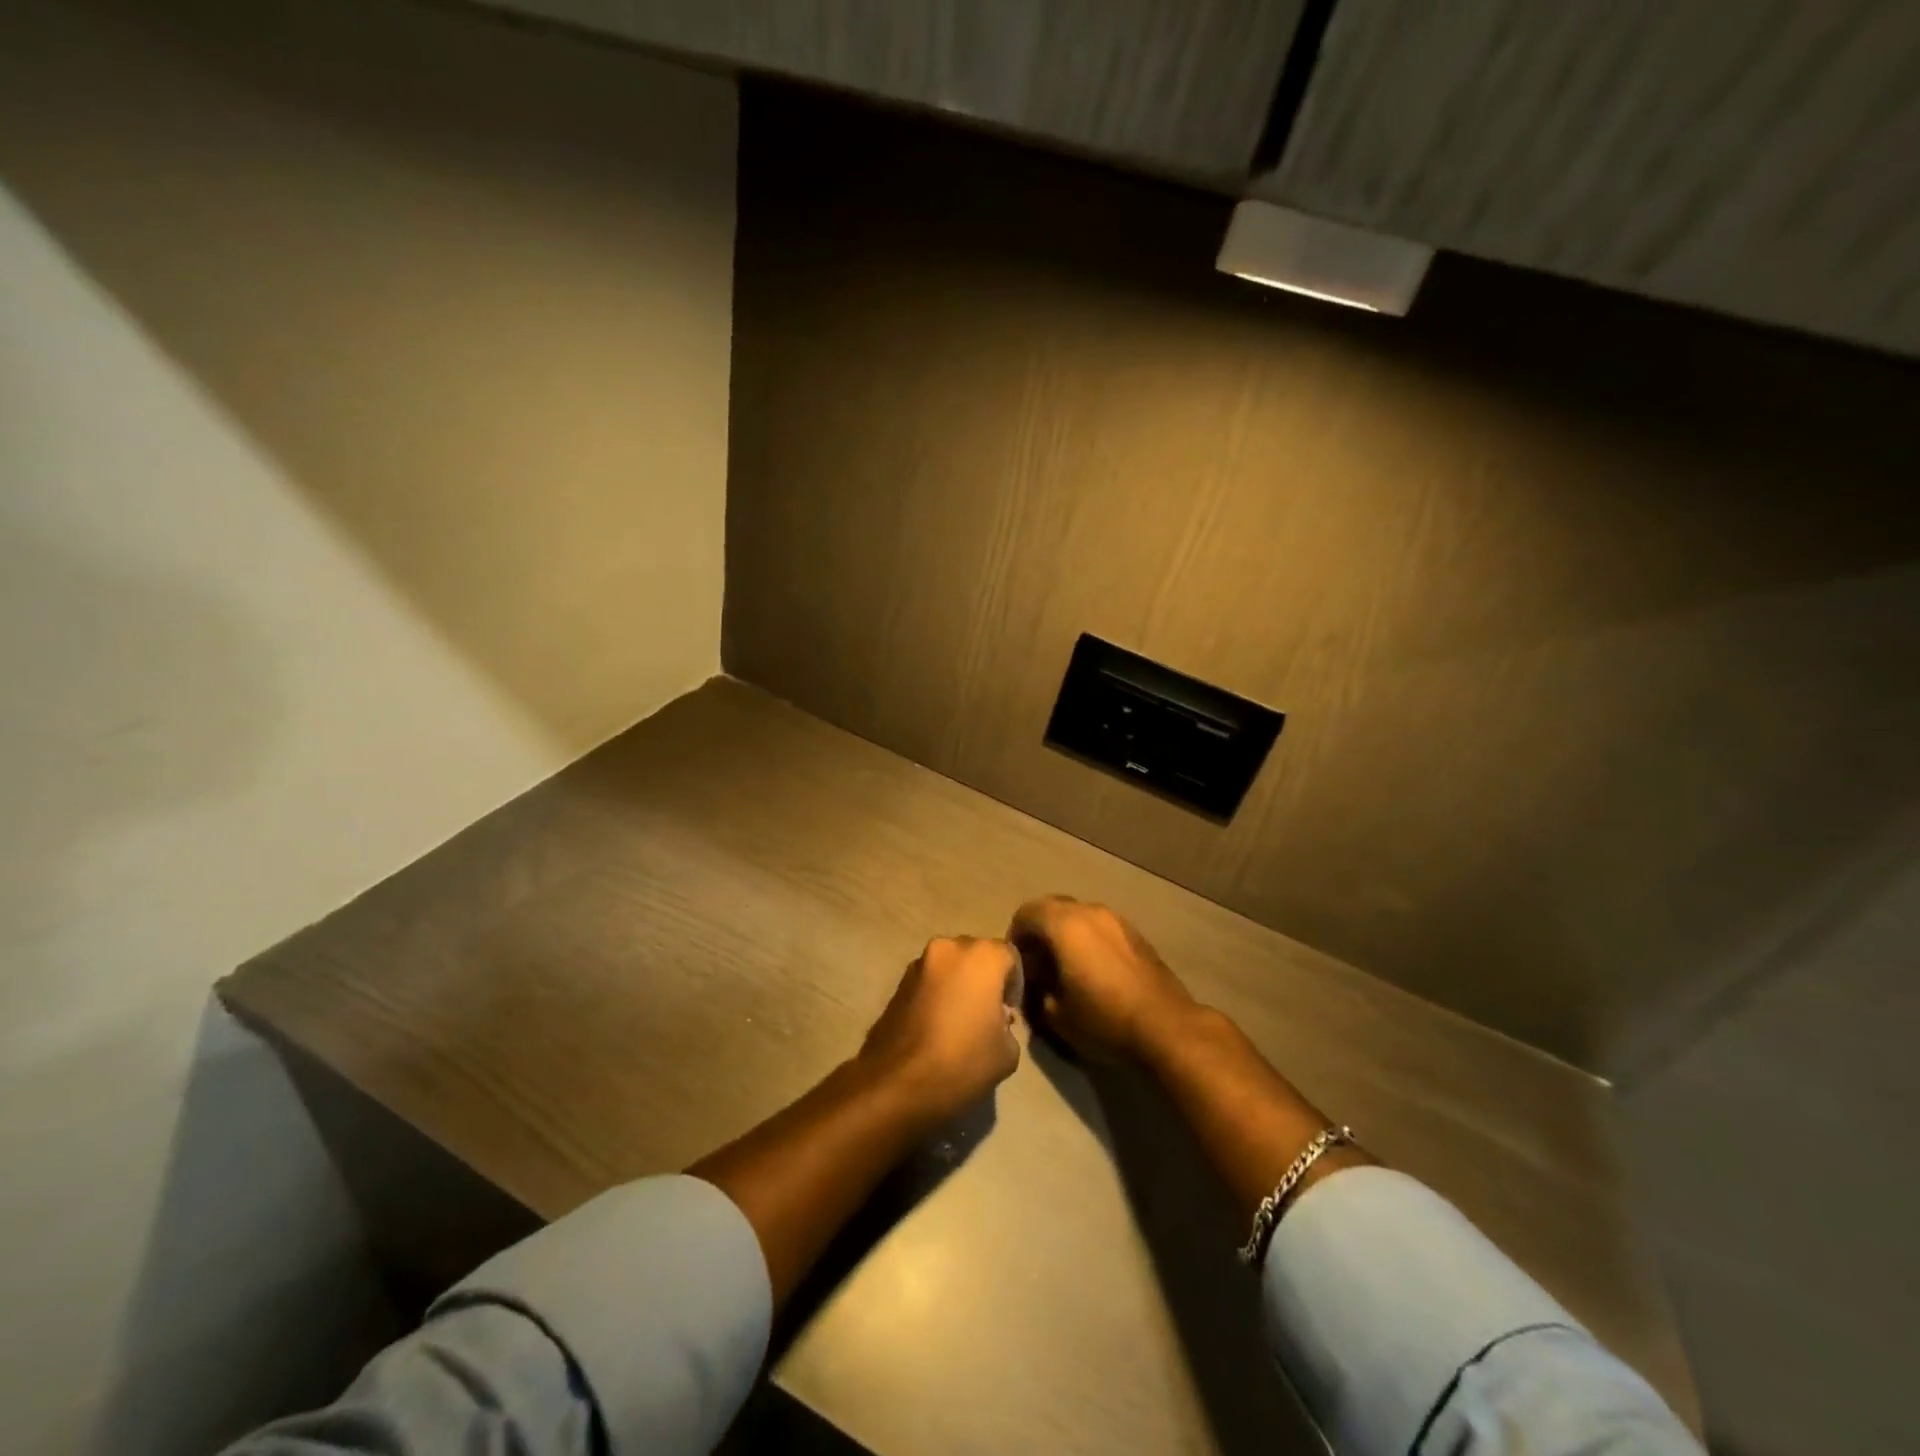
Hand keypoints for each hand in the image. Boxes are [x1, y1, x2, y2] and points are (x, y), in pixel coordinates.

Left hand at [860, 936, 1022, 1119]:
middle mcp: (950, 948)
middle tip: (987, 1014)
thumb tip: (995, 1020)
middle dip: (986, 979)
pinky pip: (929, 980)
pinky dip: (937, 993)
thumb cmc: (962, 1061)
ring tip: (960, 1021)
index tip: (1010, 1013)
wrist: (898, 1081)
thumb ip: (1008, 1025)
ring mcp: (920, 962)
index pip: (1010, 956)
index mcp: (982, 956)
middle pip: (977, 955)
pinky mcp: (899, 981)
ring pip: (951, 966)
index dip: (1015, 984)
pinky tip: (937, 1025)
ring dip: (959, 984)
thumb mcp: (1007, 1052)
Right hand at [1009, 896, 1194, 1061]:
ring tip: (1065, 967)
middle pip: (1053, 907)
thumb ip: (1036, 988)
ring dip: (1066, 933)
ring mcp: (1117, 920)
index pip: (1027, 912)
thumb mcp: (1054, 1014)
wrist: (1166, 1027)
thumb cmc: (1103, 1019)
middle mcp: (1090, 911)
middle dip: (1040, 930)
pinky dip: (1088, 939)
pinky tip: (1093, 970)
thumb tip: (1035, 978)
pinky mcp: (1136, 934)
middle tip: (1037, 962)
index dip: (1015, 934)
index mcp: (1065, 924)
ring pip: (1079, 915)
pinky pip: (1100, 926)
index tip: (1016, 962)